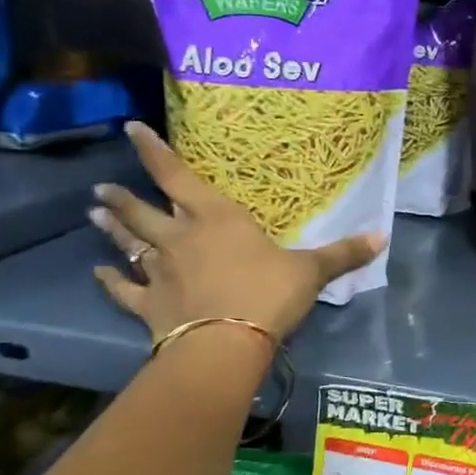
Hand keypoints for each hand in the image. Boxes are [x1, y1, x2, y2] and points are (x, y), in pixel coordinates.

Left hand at [89, 121, 384, 348]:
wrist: (226, 344)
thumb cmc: (268, 294)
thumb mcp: (311, 271)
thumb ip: (342, 253)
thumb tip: (383, 235)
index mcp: (217, 219)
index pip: (177, 177)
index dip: (155, 152)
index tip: (131, 129)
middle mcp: (180, 238)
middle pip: (144, 211)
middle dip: (123, 197)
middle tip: (101, 187)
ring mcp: (160, 272)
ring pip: (129, 245)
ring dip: (112, 230)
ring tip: (92, 214)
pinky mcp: (149, 306)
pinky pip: (124, 290)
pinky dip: (111, 282)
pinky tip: (98, 274)